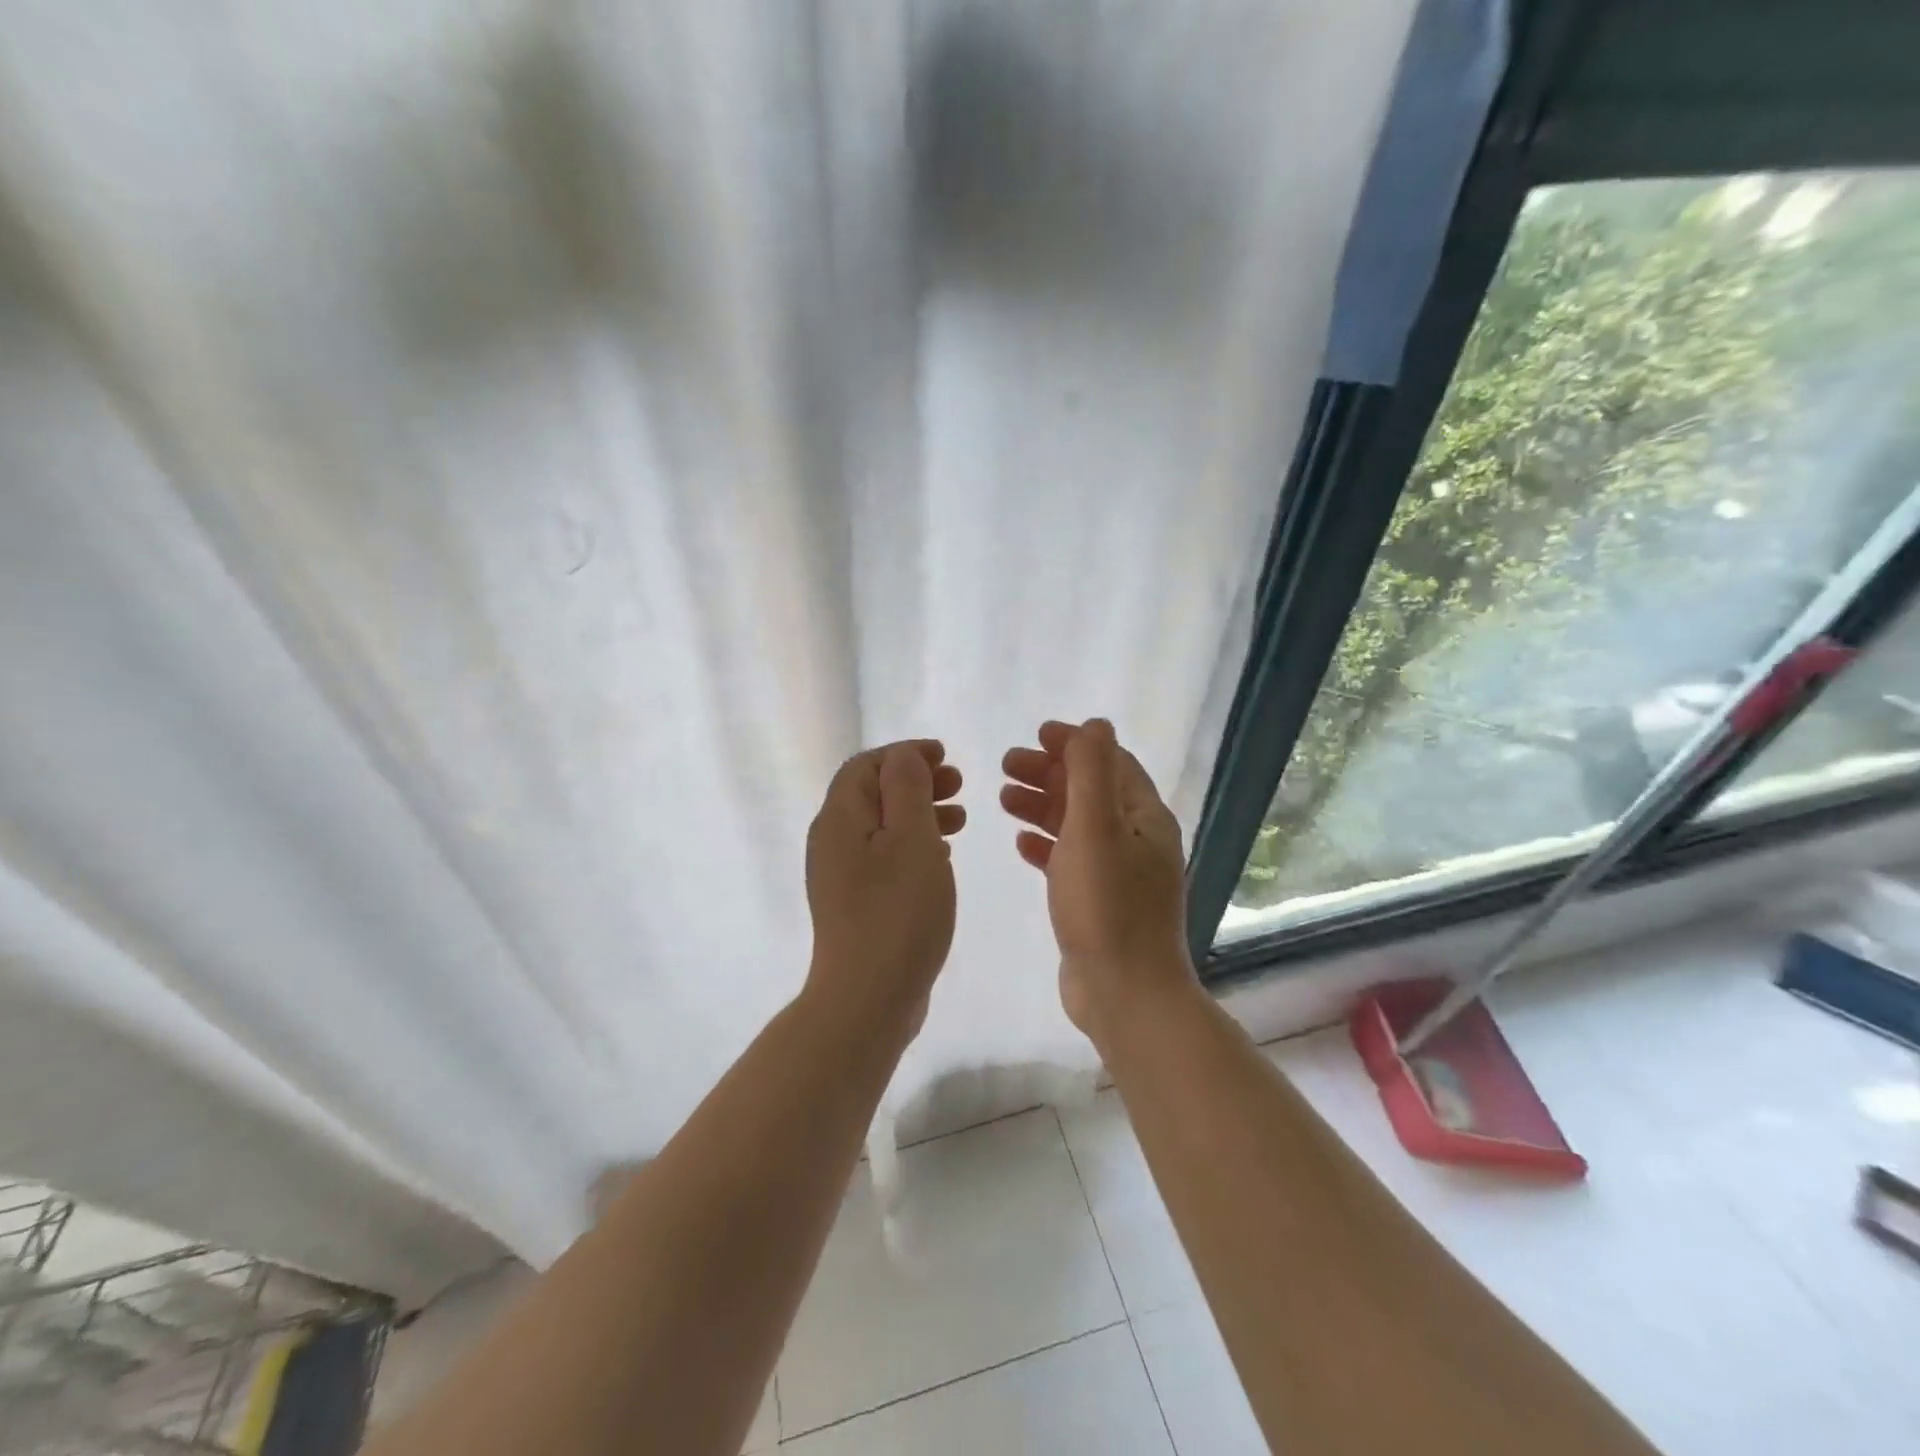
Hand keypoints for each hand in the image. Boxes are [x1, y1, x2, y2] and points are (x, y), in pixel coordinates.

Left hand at [805, 740, 965, 1038]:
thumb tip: (903, 757)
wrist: (867, 998)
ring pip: (882, 827)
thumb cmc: (896, 911)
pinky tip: (941, 857)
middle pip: (872, 794)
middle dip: (916, 782)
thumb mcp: (911, 839)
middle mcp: (832, 842)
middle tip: (958, 786)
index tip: (945, 757)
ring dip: (919, 813)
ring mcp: (841, 876)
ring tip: (960, 819)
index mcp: (839, 819)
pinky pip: (884, 857)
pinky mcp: (856, 903)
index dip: (905, 754)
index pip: (866, 766)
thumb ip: (907, 789)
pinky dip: (913, 845)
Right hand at [1000, 719, 1196, 1045]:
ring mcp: (1118, 873)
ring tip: (1002, 797)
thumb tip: (1095, 724)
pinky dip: (1045, 845)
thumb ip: (1092, 772)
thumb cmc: (1107, 906)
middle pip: (1090, 791)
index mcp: (1144, 817)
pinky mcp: (1098, 903)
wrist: (1124, 995)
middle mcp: (1137, 840)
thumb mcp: (1096, 828)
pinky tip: (1019, 844)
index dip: (1075, 744)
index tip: (1035, 735)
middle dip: (1050, 772)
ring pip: (1077, 825)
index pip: (1111, 762)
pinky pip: (1069, 860)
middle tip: (1004, 765)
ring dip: (1042, 805)